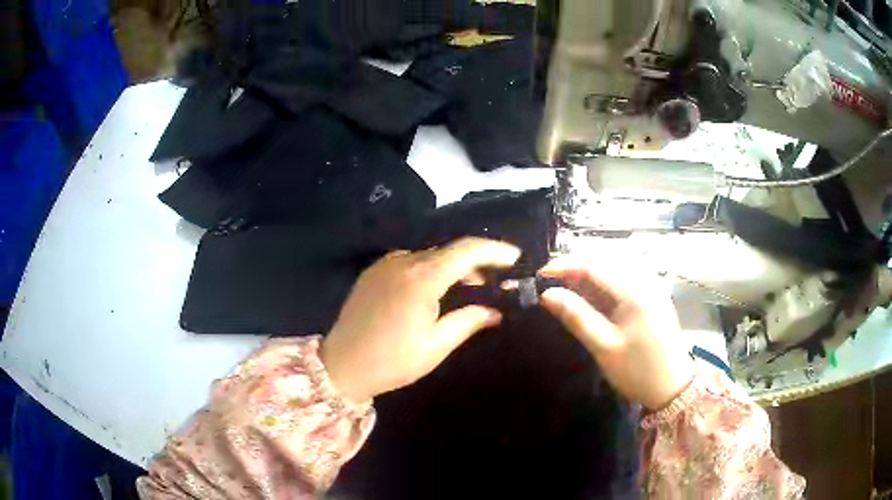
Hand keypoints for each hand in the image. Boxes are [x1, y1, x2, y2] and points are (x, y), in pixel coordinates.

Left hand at [321, 237, 520, 402]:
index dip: (494, 250)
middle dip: (477, 262)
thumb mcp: (435, 346)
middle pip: (449, 251)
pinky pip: (411, 262)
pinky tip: (438, 290)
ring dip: (454, 267)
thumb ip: (468, 321)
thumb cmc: (391, 361)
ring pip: (431, 256)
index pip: (466, 250)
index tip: (516, 258)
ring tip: (471, 290)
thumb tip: (495, 311)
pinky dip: (432, 270)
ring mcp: (386, 263)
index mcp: (421, 278)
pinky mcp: (374, 271)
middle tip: (496, 283)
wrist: (340, 365)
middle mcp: (403, 261)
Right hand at [538, 258, 693, 409]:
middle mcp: (645, 280)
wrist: (672, 388)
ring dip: (587, 275)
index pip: (594, 264)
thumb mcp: (604, 346)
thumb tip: (547, 294)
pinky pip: (622, 280)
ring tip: (564, 289)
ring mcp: (651, 287)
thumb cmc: (637, 370)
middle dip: (574, 267)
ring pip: (613, 268)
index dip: (565, 265)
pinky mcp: (651, 296)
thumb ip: (576, 316)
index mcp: (635, 290)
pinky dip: (602, 284)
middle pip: (604, 261)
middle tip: (549, 284)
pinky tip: (589, 296)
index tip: (540, 276)